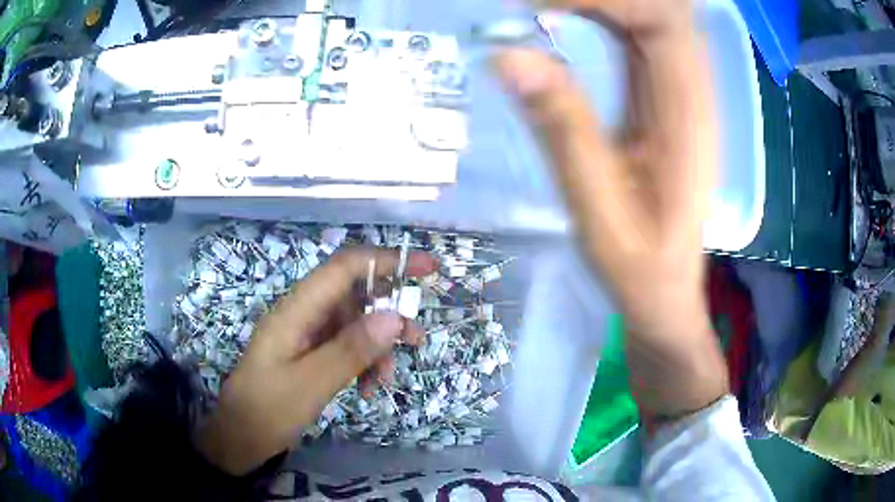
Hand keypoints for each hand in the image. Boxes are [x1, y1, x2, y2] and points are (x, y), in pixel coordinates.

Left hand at [195, 249, 436, 474]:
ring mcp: (306, 334)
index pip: (346, 267)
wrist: (240, 437)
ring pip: (354, 325)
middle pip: (354, 295)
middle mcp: (303, 313)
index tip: (428, 268)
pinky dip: (362, 364)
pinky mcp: (309, 353)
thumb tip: (395, 316)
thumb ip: (351, 349)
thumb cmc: (268, 409)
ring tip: (387, 380)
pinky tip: (367, 389)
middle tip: (417, 339)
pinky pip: (345, 347)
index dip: (388, 260)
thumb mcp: (311, 384)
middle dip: (389, 314)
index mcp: (297, 309)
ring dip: (376, 348)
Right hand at [496, 0, 725, 420]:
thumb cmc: (639, 263)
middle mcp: (694, 90)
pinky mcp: (668, 94)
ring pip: (651, 15)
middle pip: (662, 7)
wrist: (668, 288)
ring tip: (539, 10)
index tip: (535, 8)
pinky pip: (641, 33)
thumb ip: (562, 127)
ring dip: (599, 3)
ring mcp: (684, 89)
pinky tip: (564, 22)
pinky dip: (601, 15)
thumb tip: (507, 55)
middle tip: (533, 9)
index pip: (661, 19)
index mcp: (689, 114)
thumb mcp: (596, 207)